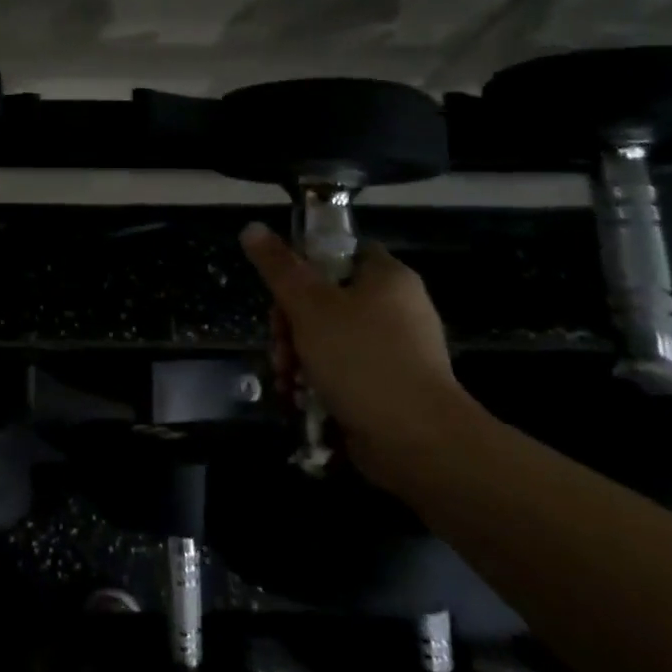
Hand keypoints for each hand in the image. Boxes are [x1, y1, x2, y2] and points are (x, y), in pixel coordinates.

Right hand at [239, 225, 473, 484]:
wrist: (419, 443)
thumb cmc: (362, 359)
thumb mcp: (309, 305)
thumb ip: (278, 266)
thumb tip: (251, 227)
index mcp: (386, 277)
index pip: (339, 252)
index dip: (303, 265)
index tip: (280, 291)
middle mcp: (396, 309)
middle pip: (325, 299)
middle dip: (290, 325)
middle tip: (278, 345)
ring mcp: (395, 352)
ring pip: (328, 339)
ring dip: (297, 357)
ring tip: (286, 379)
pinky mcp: (389, 389)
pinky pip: (343, 373)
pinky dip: (318, 383)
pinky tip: (299, 399)